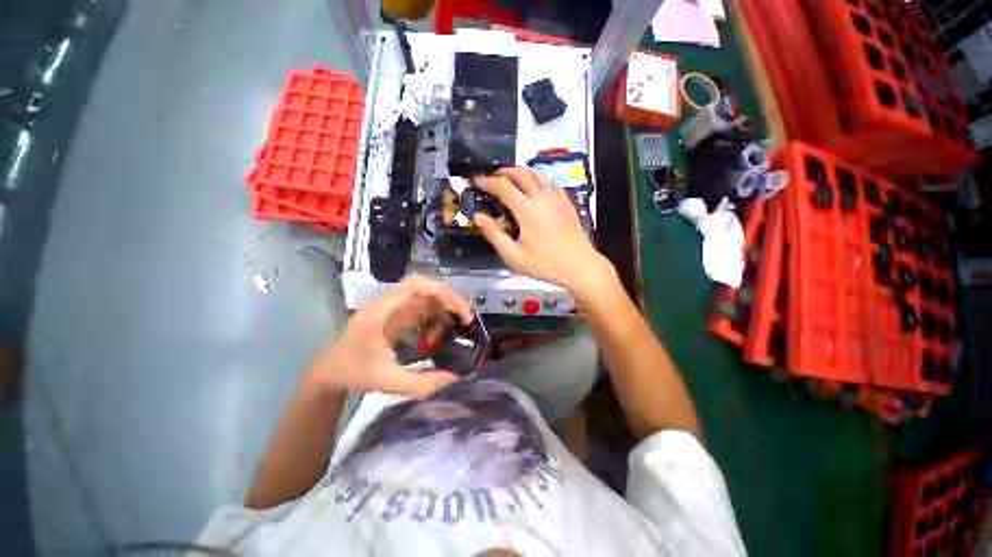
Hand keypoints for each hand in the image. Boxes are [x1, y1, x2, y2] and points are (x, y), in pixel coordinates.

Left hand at [308, 275, 473, 398]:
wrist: (329, 372)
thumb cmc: (354, 373)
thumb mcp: (388, 381)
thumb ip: (422, 382)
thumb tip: (454, 377)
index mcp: (384, 310)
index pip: (417, 285)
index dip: (442, 292)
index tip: (459, 311)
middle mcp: (389, 303)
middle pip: (427, 290)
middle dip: (450, 302)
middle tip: (467, 320)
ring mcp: (392, 309)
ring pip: (427, 300)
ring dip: (442, 313)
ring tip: (452, 333)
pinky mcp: (395, 317)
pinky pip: (421, 311)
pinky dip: (433, 321)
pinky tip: (433, 339)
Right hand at [473, 167, 615, 293]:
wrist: (579, 266)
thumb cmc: (545, 264)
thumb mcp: (514, 256)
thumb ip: (494, 234)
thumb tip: (478, 217)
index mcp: (527, 209)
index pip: (503, 186)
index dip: (488, 182)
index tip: (478, 182)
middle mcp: (542, 197)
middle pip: (520, 173)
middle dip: (503, 172)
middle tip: (493, 178)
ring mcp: (557, 198)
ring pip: (537, 173)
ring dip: (521, 172)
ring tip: (511, 179)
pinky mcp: (566, 202)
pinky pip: (550, 182)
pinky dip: (538, 180)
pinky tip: (535, 190)